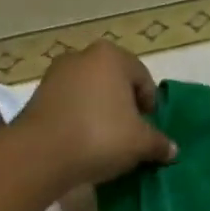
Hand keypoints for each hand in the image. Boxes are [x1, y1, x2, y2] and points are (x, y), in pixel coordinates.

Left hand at [17, 43, 176, 185]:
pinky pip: (70, 105)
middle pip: (115, 83)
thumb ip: (159, 143)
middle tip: (130, 135)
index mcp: (111, 56)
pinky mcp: (37, 96)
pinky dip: (79, 119)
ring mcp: (56, 75)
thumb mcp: (140, 143)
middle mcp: (82, 57)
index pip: (143, 78)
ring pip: (90, 94)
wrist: (41, 154)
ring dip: (101, 113)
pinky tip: (83, 143)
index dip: (150, 106)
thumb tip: (172, 150)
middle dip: (125, 107)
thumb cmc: (100, 136)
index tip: (149, 130)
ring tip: (106, 142)